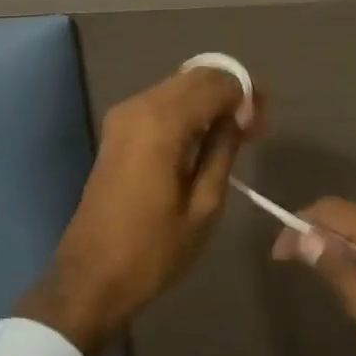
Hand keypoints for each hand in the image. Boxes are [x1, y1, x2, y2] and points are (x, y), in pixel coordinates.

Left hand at [18, 68, 259, 355]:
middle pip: (196, 76)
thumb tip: (242, 115)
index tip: (264, 120)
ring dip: (210, 99)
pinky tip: (206, 137)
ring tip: (237, 131)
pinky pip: (162, 103)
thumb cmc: (153, 251)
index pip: (215, 84)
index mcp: (161, 123)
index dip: (245, 94)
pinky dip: (188, 110)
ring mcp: (123, 116)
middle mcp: (139, 107)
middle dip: (229, 91)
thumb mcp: (204, 206)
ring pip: (178, 86)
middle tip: (255, 124)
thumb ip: (223, 150)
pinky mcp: (117, 131)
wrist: (91, 279)